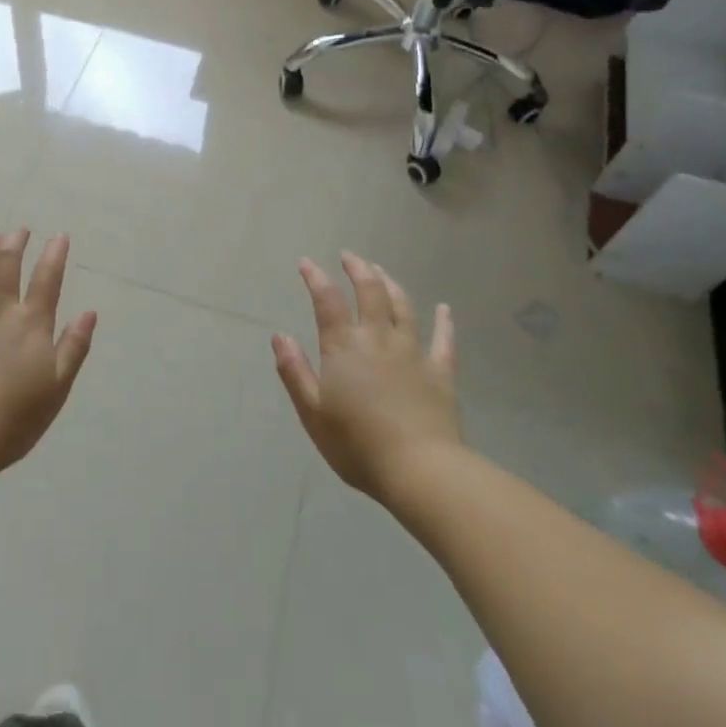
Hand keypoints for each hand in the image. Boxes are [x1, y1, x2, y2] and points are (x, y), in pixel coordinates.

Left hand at [0, 230, 96, 474]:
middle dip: (14, 244)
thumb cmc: (14, 418)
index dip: (54, 255)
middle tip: (19, 231)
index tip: (58, 236)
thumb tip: (89, 312)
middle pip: (6, 267)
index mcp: (31, 325)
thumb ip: (74, 347)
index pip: (46, 280)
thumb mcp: (57, 388)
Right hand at [272, 253, 462, 501]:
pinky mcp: (440, 372)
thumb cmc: (357, 444)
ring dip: (391, 285)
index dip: (315, 278)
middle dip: (358, 270)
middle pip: (370, 292)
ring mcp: (413, 352)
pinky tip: (445, 310)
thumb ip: (294, 371)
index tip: (306, 262)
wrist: (420, 470)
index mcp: (344, 347)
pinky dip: (444, 322)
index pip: (327, 300)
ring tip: (382, 272)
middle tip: (350, 256)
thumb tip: (280, 336)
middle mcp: (378, 339)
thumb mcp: (312, 412)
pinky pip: (444, 340)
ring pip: (403, 307)